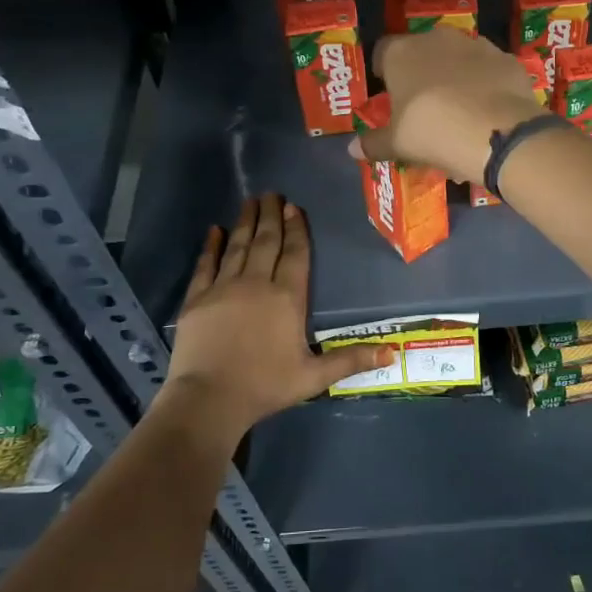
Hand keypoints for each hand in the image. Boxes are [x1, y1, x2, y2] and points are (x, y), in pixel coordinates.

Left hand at [162, 195, 392, 445]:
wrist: (209, 398)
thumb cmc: (266, 386)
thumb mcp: (314, 376)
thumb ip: (351, 360)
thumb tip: (394, 352)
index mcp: (287, 298)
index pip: (295, 254)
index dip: (296, 229)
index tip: (294, 206)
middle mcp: (257, 283)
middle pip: (266, 242)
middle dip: (271, 216)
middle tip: (272, 193)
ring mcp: (223, 288)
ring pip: (238, 247)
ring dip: (245, 222)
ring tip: (250, 201)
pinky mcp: (197, 299)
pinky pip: (206, 265)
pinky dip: (211, 246)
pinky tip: (215, 230)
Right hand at [350, 28, 547, 180]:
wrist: (497, 132)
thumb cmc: (433, 132)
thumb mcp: (398, 144)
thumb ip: (374, 143)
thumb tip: (352, 149)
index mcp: (401, 53)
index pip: (382, 52)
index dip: (383, 70)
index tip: (387, 90)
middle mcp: (436, 39)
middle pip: (422, 51)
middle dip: (421, 72)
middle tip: (423, 104)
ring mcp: (476, 45)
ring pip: (458, 58)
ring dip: (455, 76)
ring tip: (458, 110)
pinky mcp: (506, 59)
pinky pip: (488, 70)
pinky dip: (485, 85)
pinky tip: (487, 111)